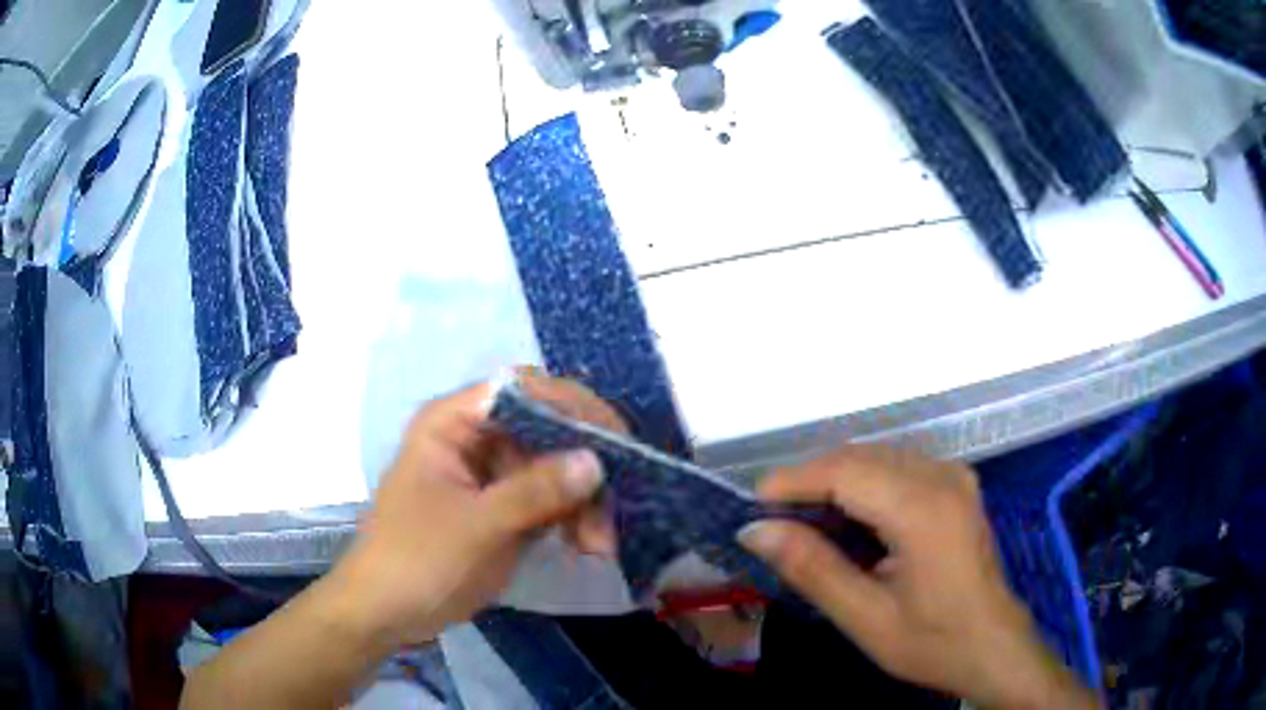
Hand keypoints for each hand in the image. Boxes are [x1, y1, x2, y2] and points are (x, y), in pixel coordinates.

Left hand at [325, 374, 623, 652]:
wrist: (386, 612)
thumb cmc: (417, 560)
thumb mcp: (477, 527)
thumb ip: (536, 491)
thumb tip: (596, 460)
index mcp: (454, 423)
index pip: (522, 390)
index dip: (572, 406)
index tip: (616, 440)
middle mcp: (475, 437)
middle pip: (546, 429)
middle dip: (585, 468)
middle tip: (617, 505)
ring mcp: (490, 473)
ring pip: (554, 467)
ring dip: (584, 501)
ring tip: (600, 544)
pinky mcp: (502, 506)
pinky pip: (549, 498)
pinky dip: (573, 519)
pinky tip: (588, 545)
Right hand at [739, 446, 1097, 709]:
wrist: (993, 645)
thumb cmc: (932, 641)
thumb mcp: (866, 618)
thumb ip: (812, 569)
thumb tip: (757, 531)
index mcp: (922, 509)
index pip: (845, 471)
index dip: (794, 480)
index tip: (752, 505)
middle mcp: (941, 477)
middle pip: (861, 456)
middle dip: (811, 478)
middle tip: (772, 518)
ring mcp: (954, 476)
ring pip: (879, 456)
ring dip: (836, 478)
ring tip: (802, 518)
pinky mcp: (957, 484)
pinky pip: (899, 466)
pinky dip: (864, 482)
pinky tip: (849, 516)